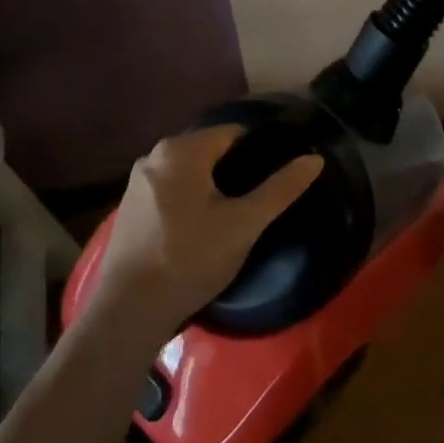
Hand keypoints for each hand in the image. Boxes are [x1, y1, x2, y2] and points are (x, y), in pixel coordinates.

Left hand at [94, 126, 323, 336]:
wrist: (129, 309)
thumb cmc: (191, 259)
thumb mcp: (244, 224)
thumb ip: (280, 189)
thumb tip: (314, 159)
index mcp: (181, 150)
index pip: (234, 133)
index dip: (259, 151)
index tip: (276, 176)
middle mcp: (154, 155)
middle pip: (209, 150)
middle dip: (235, 170)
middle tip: (258, 200)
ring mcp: (137, 181)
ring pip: (189, 171)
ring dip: (211, 186)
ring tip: (234, 215)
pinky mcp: (129, 206)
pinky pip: (170, 189)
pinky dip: (189, 199)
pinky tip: (200, 227)